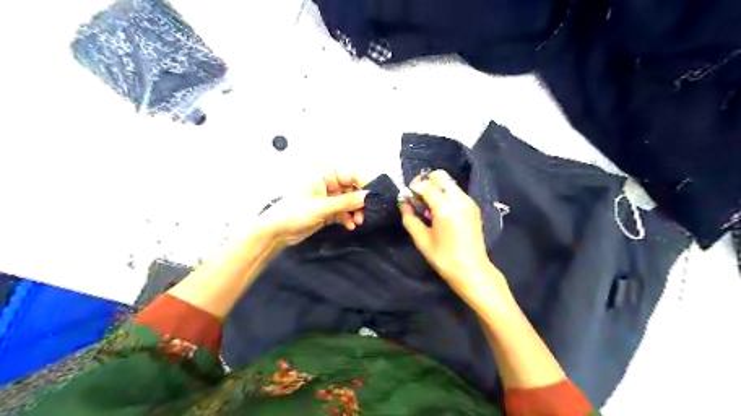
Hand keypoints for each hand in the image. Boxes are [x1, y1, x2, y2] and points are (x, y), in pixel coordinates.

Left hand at [258, 168, 367, 246]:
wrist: (277, 232)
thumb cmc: (294, 213)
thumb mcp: (323, 206)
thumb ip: (347, 202)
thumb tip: (368, 196)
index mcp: (323, 175)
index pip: (350, 175)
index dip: (363, 184)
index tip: (374, 196)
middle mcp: (326, 184)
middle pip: (351, 189)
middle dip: (359, 202)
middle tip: (365, 213)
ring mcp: (326, 198)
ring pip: (348, 202)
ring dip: (355, 212)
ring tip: (357, 222)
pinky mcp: (326, 211)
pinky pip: (342, 212)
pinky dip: (347, 218)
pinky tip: (349, 226)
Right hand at [399, 171, 502, 297]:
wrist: (472, 270)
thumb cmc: (444, 258)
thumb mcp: (422, 240)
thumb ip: (410, 218)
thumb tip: (403, 203)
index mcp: (445, 209)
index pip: (426, 185)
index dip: (413, 188)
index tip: (407, 197)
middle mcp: (459, 200)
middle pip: (440, 175)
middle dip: (426, 181)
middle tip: (418, 196)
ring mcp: (469, 202)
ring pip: (449, 182)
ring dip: (436, 187)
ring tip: (428, 205)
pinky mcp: (473, 207)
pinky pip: (456, 191)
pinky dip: (445, 193)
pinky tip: (440, 210)